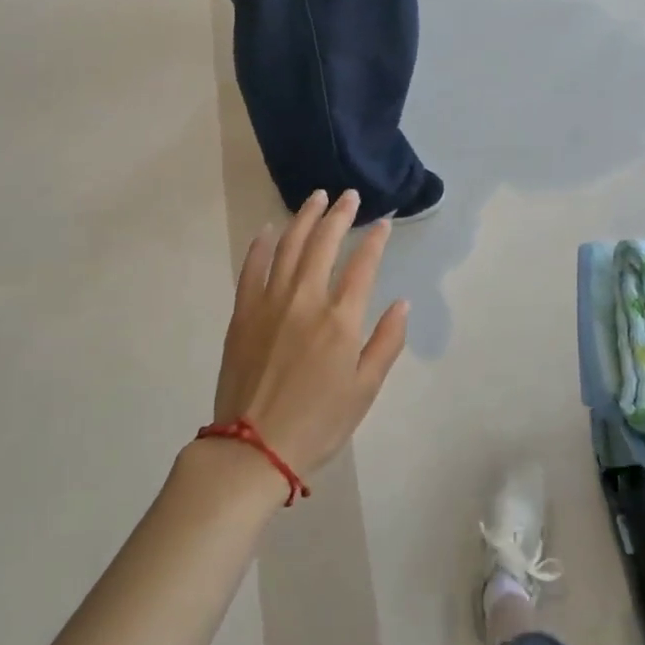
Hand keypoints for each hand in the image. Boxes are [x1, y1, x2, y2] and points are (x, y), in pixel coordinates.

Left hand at [212, 190, 409, 482]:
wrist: (253, 449)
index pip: (363, 265)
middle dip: (340, 215)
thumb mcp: (365, 389)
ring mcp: (269, 303)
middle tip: (350, 195)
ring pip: (289, 246)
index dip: (375, 239)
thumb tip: (401, 302)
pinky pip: (252, 268)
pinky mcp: (242, 313)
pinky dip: (261, 245)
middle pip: (324, 244)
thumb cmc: (318, 423)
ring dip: (304, 217)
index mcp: (340, 320)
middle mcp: (305, 300)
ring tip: (316, 197)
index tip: (384, 222)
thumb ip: (386, 342)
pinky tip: (269, 229)